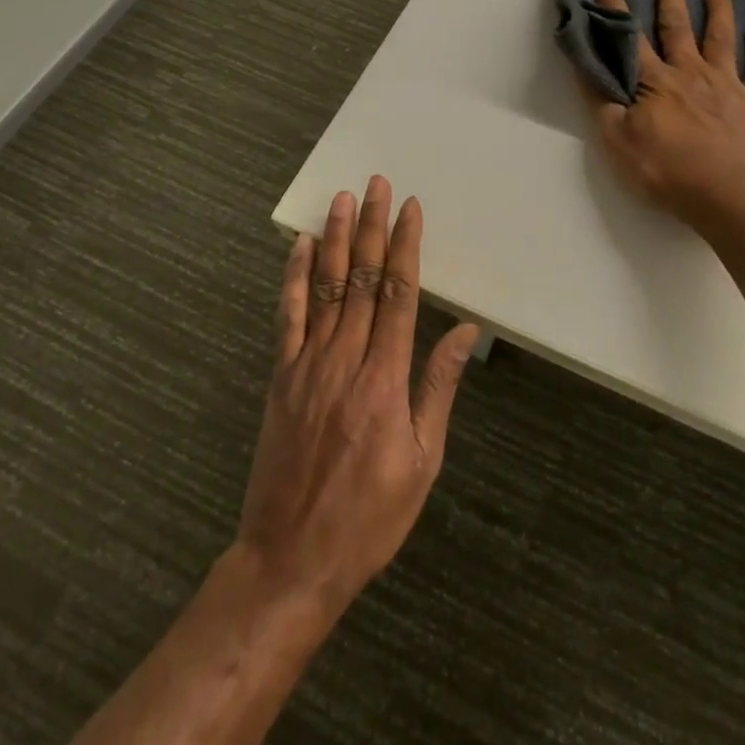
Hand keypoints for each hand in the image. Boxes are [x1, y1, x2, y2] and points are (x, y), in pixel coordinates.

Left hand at [235, 177, 478, 612]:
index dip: (405, 246)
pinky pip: (287, 317)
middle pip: (361, 279)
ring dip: (334, 239)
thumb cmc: (369, 515)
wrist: (291, 560)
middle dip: (371, 227)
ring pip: (325, 288)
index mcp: (385, 379)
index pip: (398, 294)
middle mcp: (345, 359)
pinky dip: (293, 278)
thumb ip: (438, 387)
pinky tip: (298, 247)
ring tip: (342, 199)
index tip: (410, 208)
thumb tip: (464, 331)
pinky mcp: (280, 377)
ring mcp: (307, 365)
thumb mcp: (423, 460)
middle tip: (376, 184)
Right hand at [586, 0, 744, 236]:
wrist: (731, 197)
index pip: (631, 40)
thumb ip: (601, 104)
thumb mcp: (618, 143)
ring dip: (718, 10)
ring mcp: (727, 85)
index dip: (616, 12)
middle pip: (678, 27)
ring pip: (722, 38)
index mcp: (656, 82)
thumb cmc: (669, 172)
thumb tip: (585, 69)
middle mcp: (691, 73)